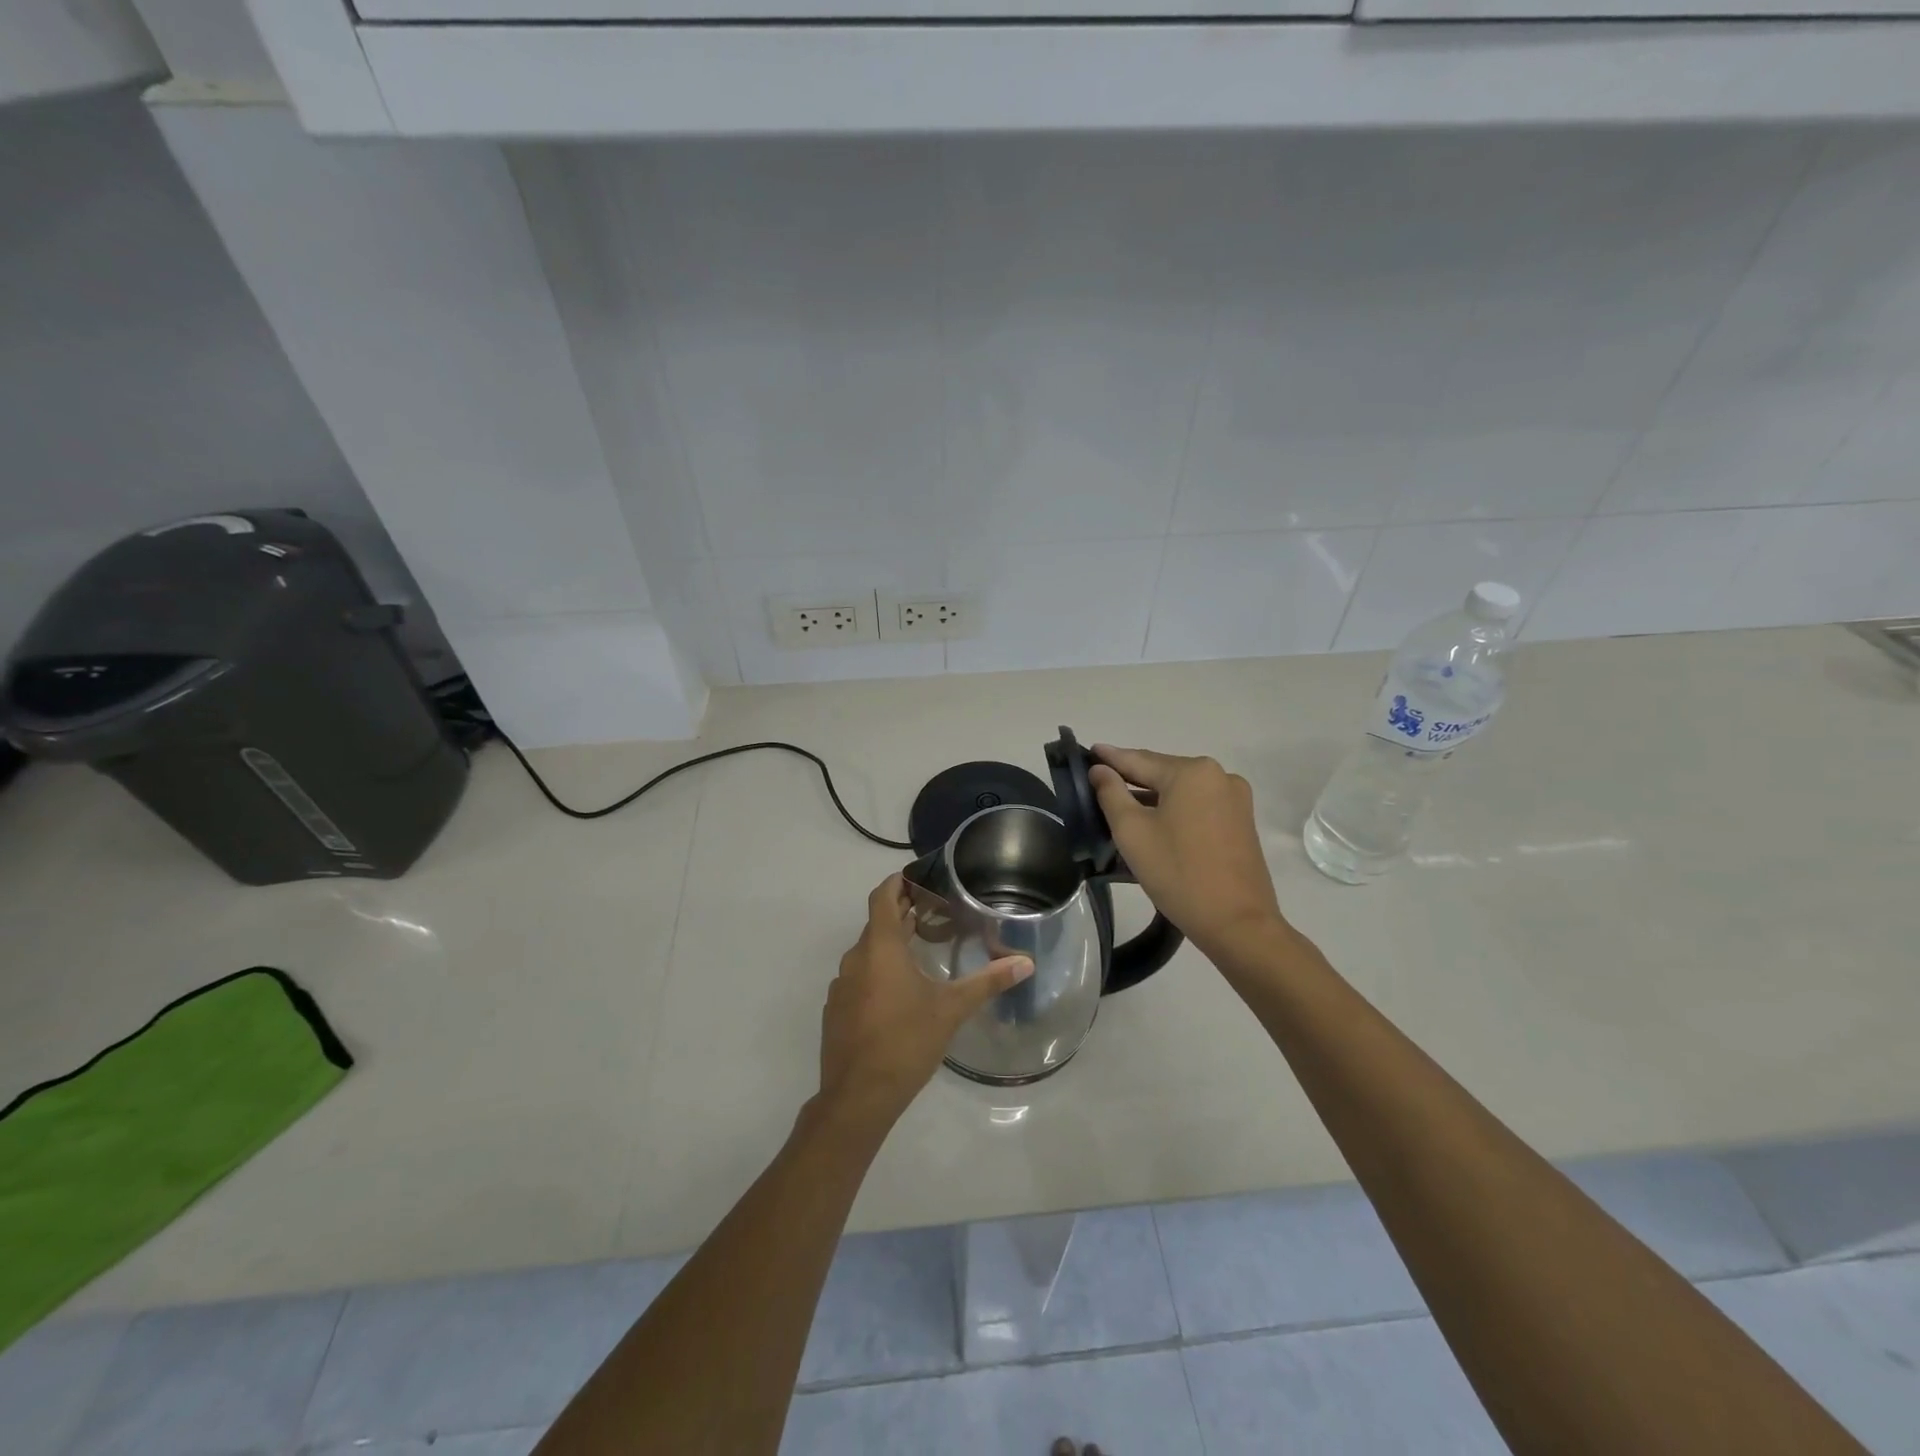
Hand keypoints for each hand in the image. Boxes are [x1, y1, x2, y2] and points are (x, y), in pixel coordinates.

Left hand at [819, 874, 1032, 1125]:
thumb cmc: (906, 1042)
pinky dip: (877, 972)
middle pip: (876, 924)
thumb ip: (987, 982)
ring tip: (919, 949)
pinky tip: (898, 992)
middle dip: (901, 914)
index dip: (897, 882)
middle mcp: (855, 959)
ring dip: (889, 945)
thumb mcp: (951, 1010)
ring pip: (867, 953)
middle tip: (931, 911)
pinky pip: (857, 978)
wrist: (858, 1097)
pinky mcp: (836, 1010)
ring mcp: (841, 986)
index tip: (916, 878)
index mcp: (880, 948)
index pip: (882, 897)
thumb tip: (1026, 963)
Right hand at [1088, 745, 1285, 960]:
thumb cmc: (1178, 872)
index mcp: (1192, 772)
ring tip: (1120, 802)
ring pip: (1181, 790)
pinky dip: (1174, 809)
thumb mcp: (1132, 832)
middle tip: (1099, 778)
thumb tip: (1100, 769)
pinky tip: (1154, 820)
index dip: (1110, 757)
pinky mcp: (1241, 821)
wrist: (1237, 923)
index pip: (1139, 760)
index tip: (1088, 750)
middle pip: (1162, 772)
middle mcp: (1219, 775)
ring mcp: (1235, 799)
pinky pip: (1198, 805)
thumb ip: (1111, 793)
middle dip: (1131, 777)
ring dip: (1152, 796)